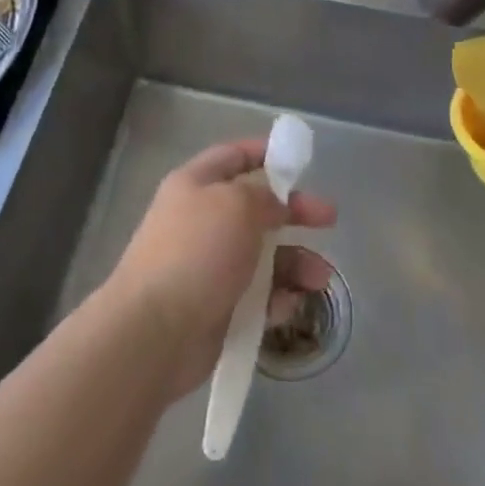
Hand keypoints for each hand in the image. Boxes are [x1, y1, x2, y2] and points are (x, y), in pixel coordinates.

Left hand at [104, 139, 335, 399]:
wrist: (155, 331)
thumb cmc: (197, 253)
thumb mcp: (237, 205)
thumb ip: (264, 195)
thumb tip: (275, 203)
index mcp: (195, 185)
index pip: (233, 157)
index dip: (265, 154)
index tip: (300, 161)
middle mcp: (201, 221)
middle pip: (255, 208)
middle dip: (294, 213)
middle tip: (329, 219)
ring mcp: (208, 266)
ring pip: (262, 256)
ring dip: (295, 263)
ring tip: (319, 278)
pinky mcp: (217, 307)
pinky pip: (256, 296)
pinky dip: (277, 299)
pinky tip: (289, 306)